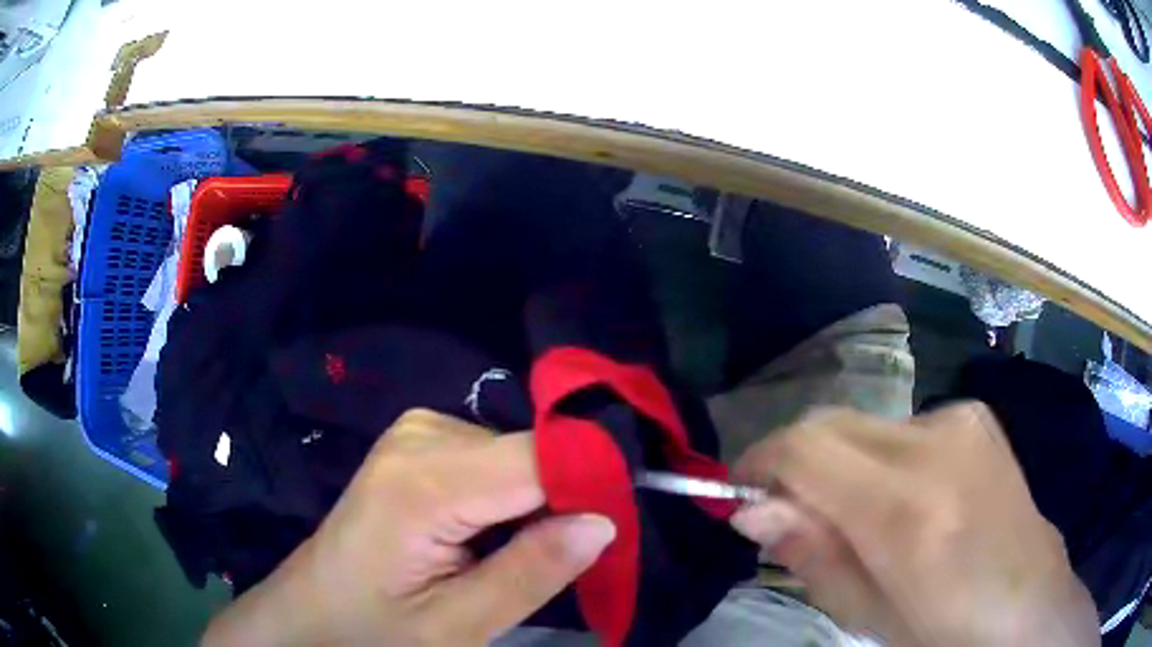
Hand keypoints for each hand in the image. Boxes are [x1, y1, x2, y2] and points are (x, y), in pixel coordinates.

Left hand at [202, 409, 615, 645]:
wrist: (312, 612)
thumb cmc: (374, 629)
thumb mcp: (457, 626)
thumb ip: (532, 572)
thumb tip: (605, 520)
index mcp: (423, 481)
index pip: (540, 457)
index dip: (592, 487)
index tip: (619, 528)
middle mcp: (421, 434)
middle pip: (530, 452)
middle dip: (565, 500)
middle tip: (564, 559)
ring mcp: (417, 430)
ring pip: (517, 454)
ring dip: (536, 502)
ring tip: (511, 554)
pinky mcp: (419, 440)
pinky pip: (492, 456)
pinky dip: (510, 493)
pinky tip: (485, 530)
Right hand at [729, 404, 1098, 646]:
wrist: (1028, 601)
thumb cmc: (943, 631)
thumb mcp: (866, 615)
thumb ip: (810, 555)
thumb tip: (752, 510)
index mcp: (908, 510)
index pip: (806, 449)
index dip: (761, 464)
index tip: (744, 495)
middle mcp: (936, 443)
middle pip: (830, 423)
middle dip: (797, 463)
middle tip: (793, 515)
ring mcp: (962, 419)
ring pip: (864, 425)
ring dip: (842, 464)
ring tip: (862, 517)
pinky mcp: (975, 414)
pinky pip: (902, 426)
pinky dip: (882, 458)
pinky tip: (910, 499)